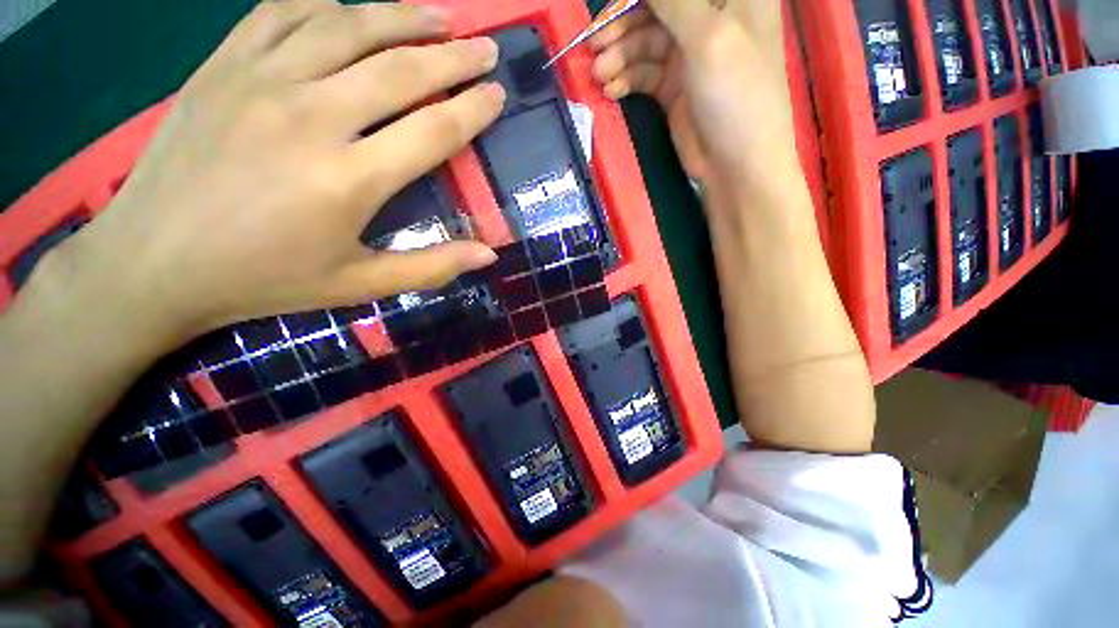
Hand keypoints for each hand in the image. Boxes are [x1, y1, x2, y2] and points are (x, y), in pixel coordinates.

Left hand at [64, 0, 503, 344]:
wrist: (154, 262)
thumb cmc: (266, 279)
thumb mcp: (360, 286)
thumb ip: (431, 267)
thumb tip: (489, 255)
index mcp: (350, 179)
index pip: (434, 129)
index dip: (474, 109)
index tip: (498, 94)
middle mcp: (311, 117)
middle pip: (401, 69)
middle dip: (454, 56)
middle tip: (485, 48)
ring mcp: (260, 80)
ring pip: (348, 25)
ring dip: (402, 16)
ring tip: (439, 17)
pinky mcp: (222, 65)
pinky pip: (283, 11)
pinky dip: (327, 2)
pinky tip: (352, 9)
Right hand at [590, 0, 798, 196]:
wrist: (736, 165)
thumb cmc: (737, 94)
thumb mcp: (708, 37)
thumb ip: (674, 0)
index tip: (614, 4)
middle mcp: (710, 18)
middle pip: (657, 8)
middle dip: (623, 24)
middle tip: (593, 45)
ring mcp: (689, 55)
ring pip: (645, 42)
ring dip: (619, 56)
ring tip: (599, 74)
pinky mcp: (673, 87)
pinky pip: (643, 73)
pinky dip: (626, 79)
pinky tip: (612, 90)